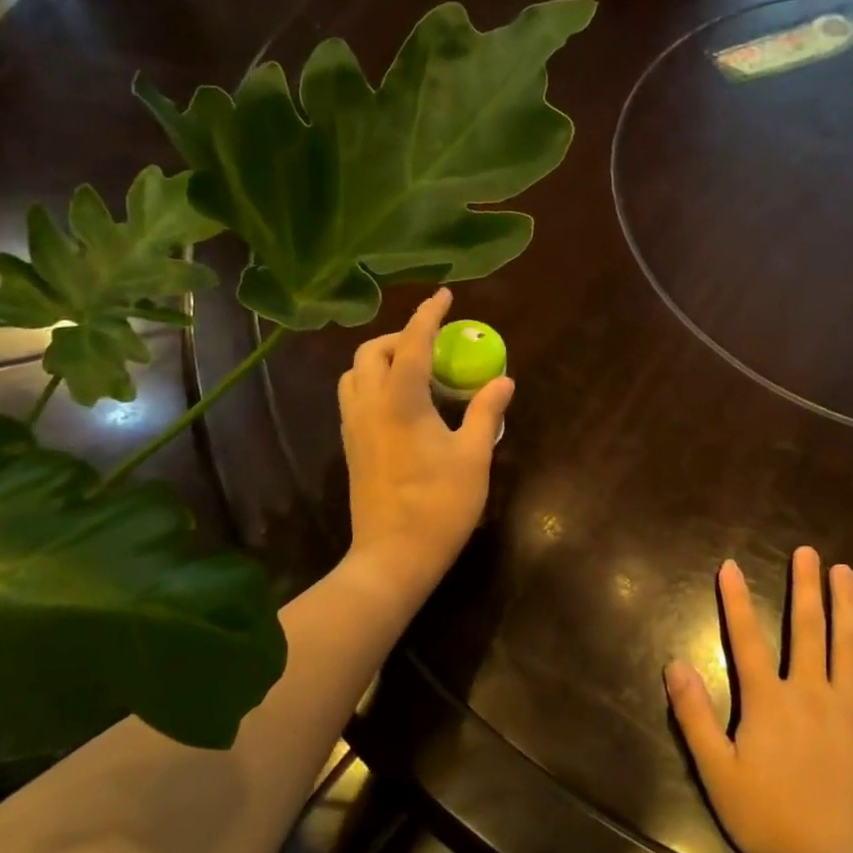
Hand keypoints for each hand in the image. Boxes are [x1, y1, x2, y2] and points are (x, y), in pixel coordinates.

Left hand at [339, 288, 513, 598]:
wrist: (393, 557)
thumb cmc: (439, 506)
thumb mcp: (473, 457)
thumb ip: (485, 412)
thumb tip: (503, 380)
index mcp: (400, 402)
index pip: (413, 343)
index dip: (429, 314)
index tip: (444, 295)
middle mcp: (369, 406)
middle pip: (372, 352)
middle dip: (401, 337)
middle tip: (433, 347)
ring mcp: (353, 427)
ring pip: (355, 374)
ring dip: (382, 360)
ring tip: (416, 372)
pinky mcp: (350, 447)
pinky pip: (354, 397)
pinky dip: (374, 383)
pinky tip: (402, 404)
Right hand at [665, 547, 852, 852]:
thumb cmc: (773, 820)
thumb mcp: (718, 774)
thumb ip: (695, 717)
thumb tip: (674, 664)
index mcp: (770, 701)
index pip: (746, 639)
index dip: (736, 601)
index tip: (731, 566)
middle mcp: (811, 692)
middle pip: (807, 629)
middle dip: (805, 586)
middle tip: (808, 552)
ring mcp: (852, 710)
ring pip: (850, 645)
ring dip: (846, 605)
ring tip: (845, 572)